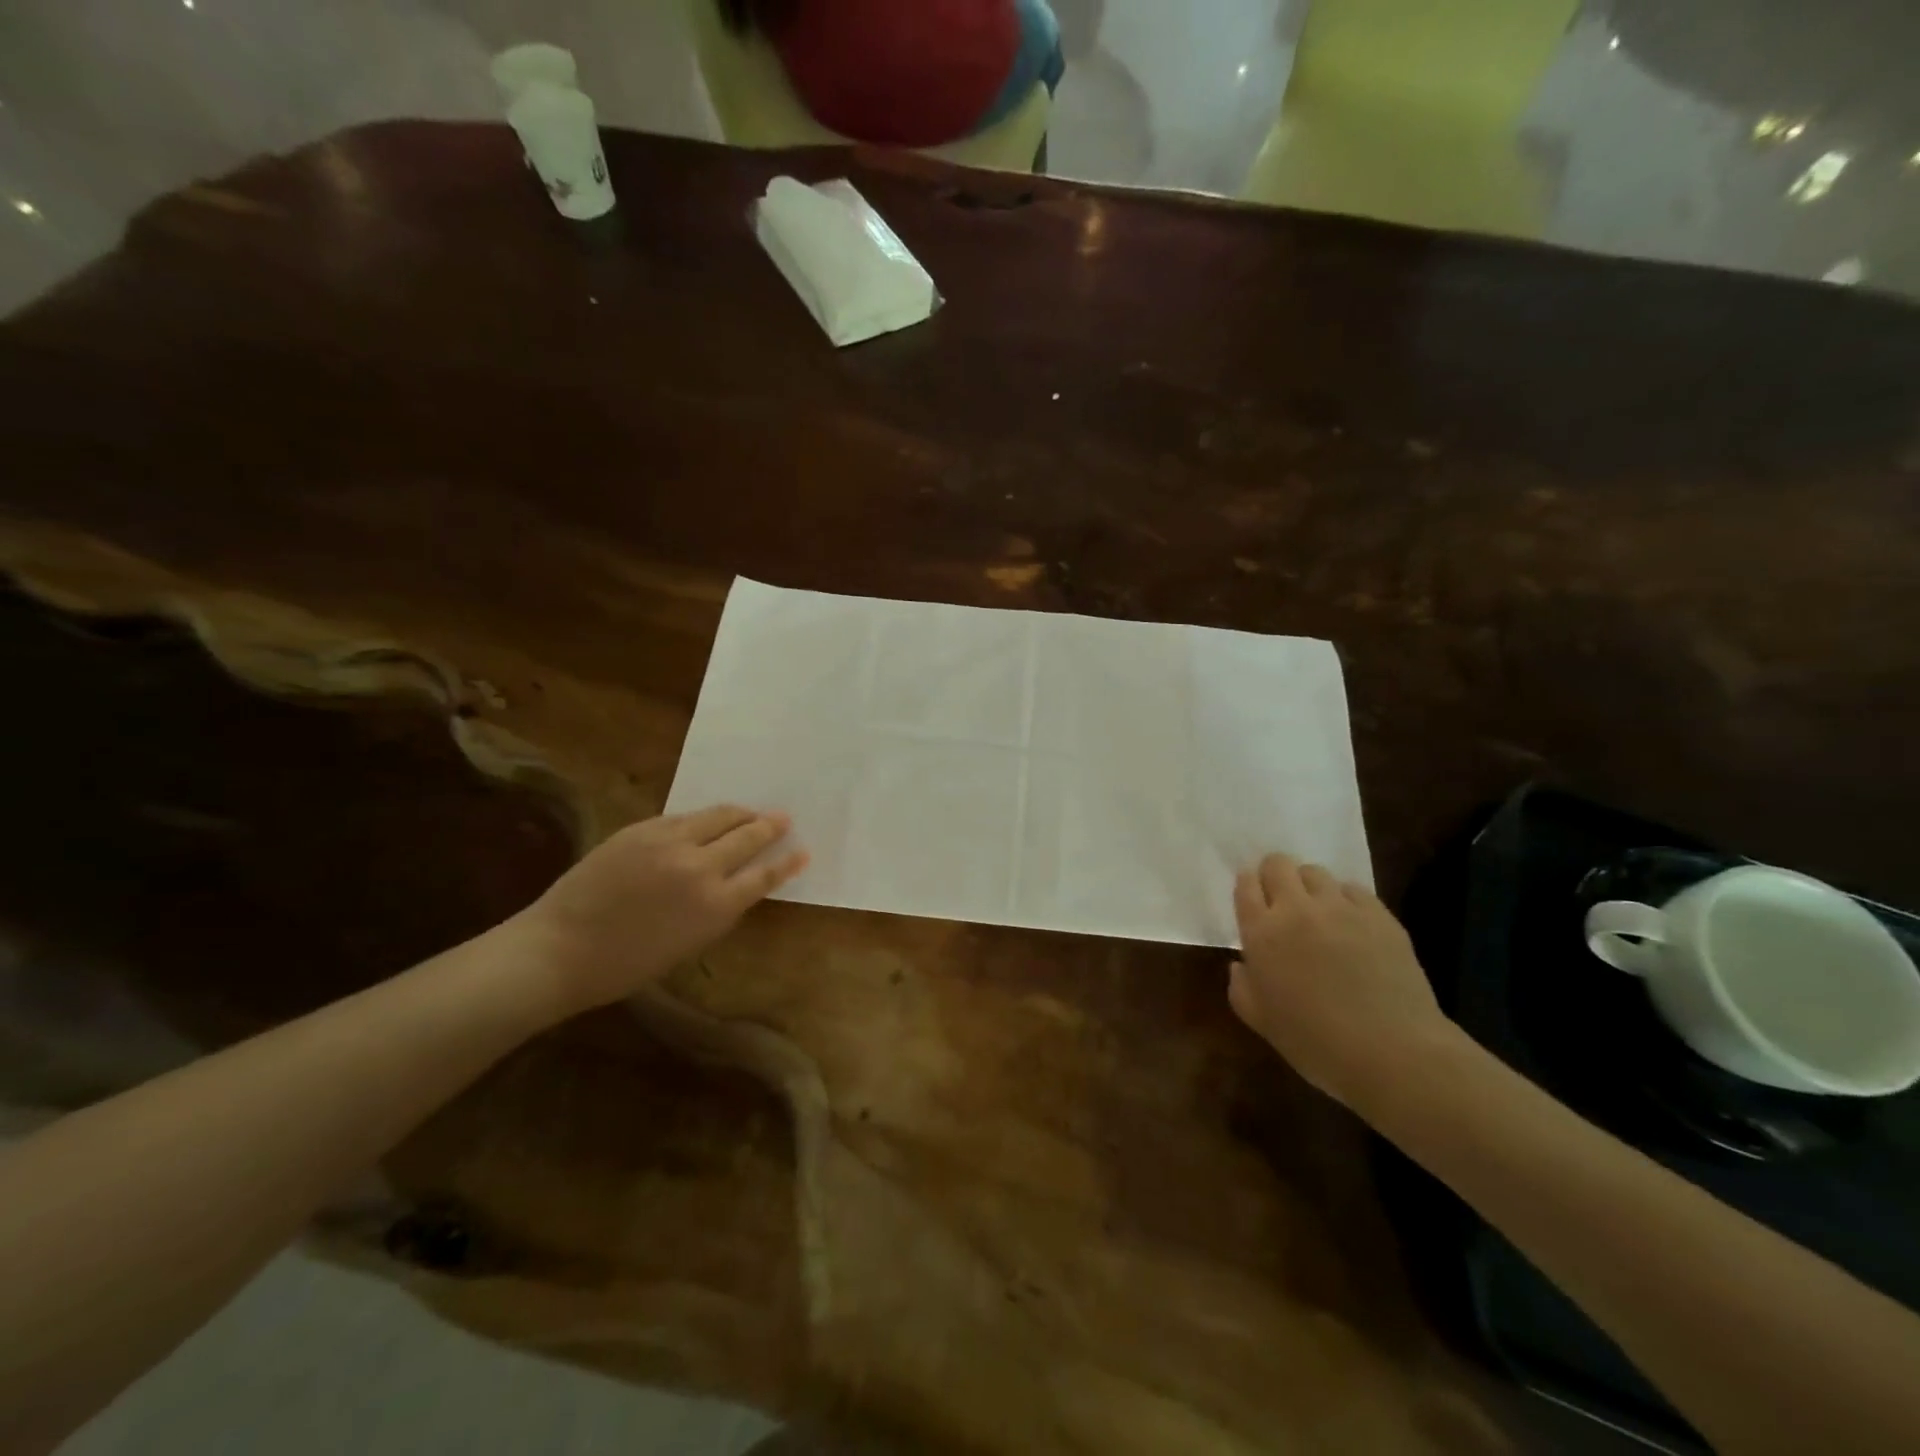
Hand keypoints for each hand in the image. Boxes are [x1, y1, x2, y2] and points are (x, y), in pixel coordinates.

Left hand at [520, 805, 807, 1016]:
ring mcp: (670, 842)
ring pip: (718, 815)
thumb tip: (737, 883)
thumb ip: (718, 909)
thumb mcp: (688, 944)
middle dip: (770, 826)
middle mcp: (700, 867)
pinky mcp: (642, 828)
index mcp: (715, 905)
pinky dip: (703, 818)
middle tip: (783, 817)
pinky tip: (706, 820)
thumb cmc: (626, 964)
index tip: (803, 851)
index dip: (787, 862)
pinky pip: (684, 817)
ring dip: (740, 813)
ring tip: (751, 812)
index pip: (764, 875)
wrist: (560, 949)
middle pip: (747, 836)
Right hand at [1228, 853, 1457, 1110]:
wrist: (1393, 1054)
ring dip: (1310, 887)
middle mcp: (1296, 909)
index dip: (1248, 886)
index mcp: (1262, 933)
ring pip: (1316, 872)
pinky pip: (1354, 890)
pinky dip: (1345, 900)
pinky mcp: (1379, 915)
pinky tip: (1352, 926)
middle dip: (1275, 875)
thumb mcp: (1260, 1021)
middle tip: (1282, 902)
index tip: (1254, 900)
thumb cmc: (1316, 1043)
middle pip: (1278, 864)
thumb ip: (1241, 986)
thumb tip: (1242, 964)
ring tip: (1318, 913)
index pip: (1245, 885)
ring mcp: (1341, 908)